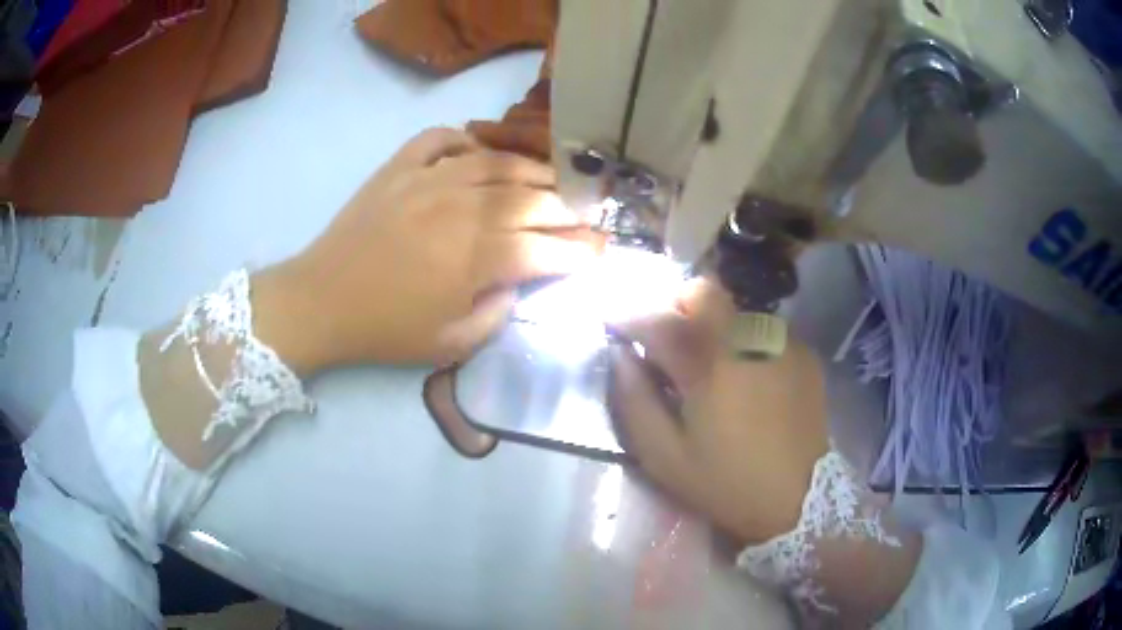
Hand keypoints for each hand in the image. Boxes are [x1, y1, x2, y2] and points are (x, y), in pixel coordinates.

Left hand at [255, 128, 595, 372]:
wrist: (321, 301)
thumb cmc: (385, 330)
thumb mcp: (452, 345)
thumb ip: (498, 314)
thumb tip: (517, 282)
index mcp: (478, 258)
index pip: (548, 248)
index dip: (582, 250)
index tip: (603, 249)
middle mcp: (463, 209)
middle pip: (532, 199)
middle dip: (568, 209)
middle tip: (585, 214)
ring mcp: (430, 180)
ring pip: (497, 162)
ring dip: (532, 169)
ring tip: (550, 179)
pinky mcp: (399, 168)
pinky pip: (440, 138)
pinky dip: (465, 138)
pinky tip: (477, 152)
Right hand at [610, 280, 829, 545]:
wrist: (801, 499)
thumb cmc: (727, 483)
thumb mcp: (665, 457)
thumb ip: (635, 401)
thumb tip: (620, 356)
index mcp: (708, 365)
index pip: (658, 318)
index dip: (629, 317)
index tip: (614, 326)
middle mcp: (747, 338)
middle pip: (703, 291)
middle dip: (676, 306)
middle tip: (667, 342)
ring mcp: (781, 341)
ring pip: (734, 308)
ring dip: (712, 325)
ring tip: (709, 365)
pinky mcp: (804, 353)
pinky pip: (763, 329)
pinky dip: (744, 342)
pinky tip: (747, 379)